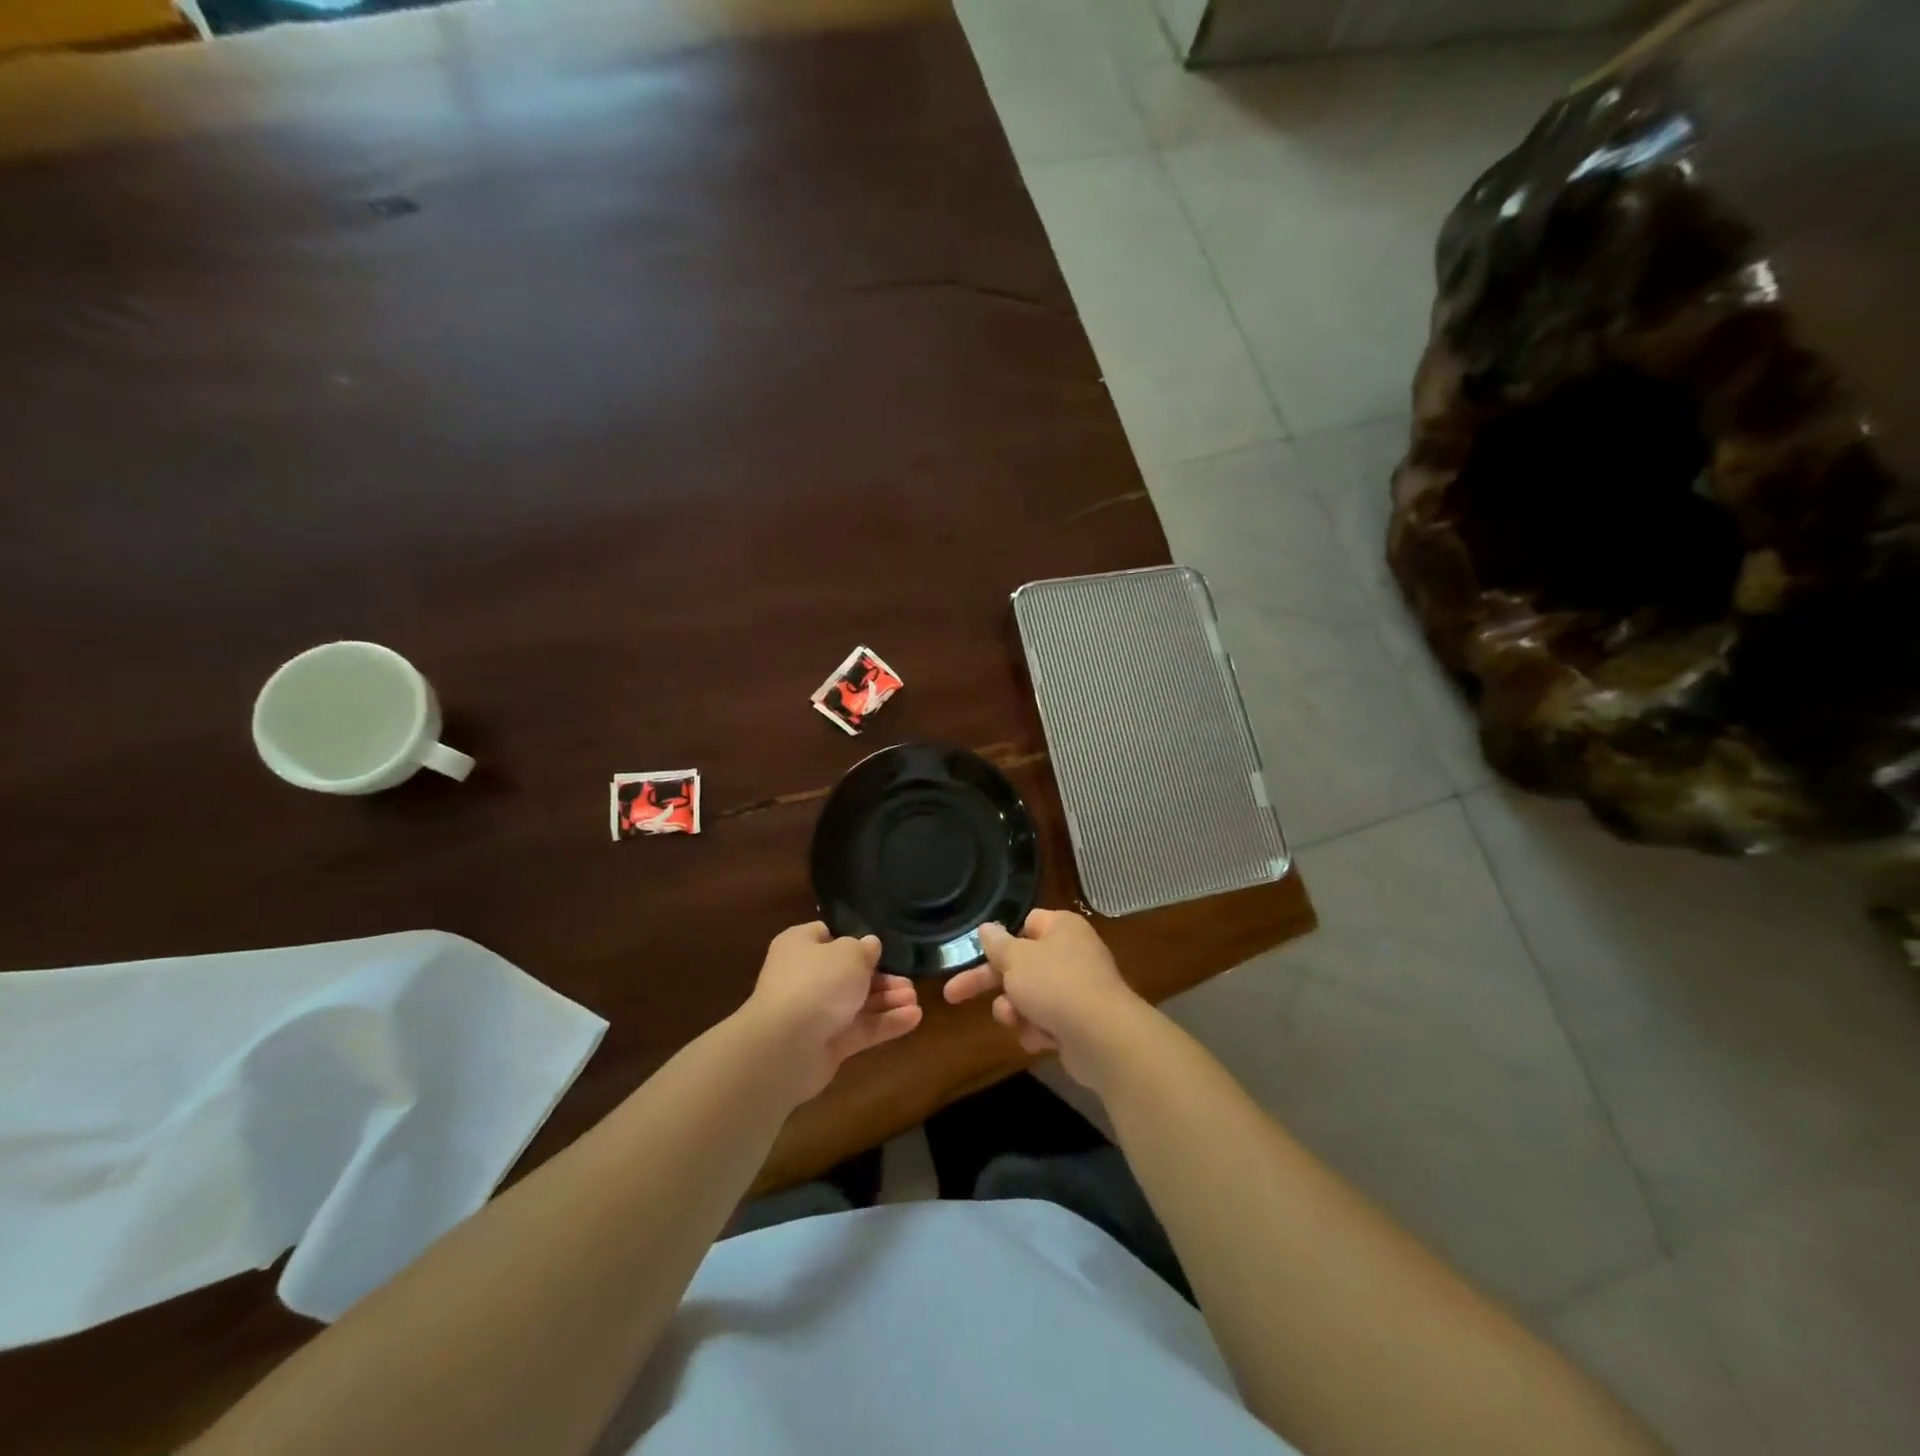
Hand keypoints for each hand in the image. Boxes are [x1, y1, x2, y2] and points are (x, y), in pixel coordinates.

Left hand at [743, 922, 923, 1100]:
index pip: (826, 935)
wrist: (787, 1045)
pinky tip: (914, 1018)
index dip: (853, 939)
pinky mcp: (828, 1044)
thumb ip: (865, 949)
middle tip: (909, 980)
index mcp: (800, 946)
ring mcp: (816, 1013)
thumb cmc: (817, 983)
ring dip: (887, 1000)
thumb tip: (870, 946)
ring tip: (915, 999)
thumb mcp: (849, 953)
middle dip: (881, 977)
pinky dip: (886, 1023)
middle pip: (848, 973)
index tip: (879, 945)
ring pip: (858, 1003)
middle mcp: (805, 977)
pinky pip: (861, 1029)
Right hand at [943, 909, 1146, 1086]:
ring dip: (1015, 1010)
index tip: (980, 953)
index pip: (1027, 924)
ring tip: (1016, 1019)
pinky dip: (1037, 1030)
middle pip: (1020, 964)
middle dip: (992, 984)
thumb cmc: (1055, 985)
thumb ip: (997, 945)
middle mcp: (1071, 954)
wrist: (1102, 1037)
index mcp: (1061, 928)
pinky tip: (1041, 1039)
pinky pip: (1046, 1022)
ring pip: (1029, 997)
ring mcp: (1077, 990)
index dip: (1004, 940)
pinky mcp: (1079, 1022)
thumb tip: (987, 927)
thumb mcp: (1016, 959)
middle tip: (952, 995)